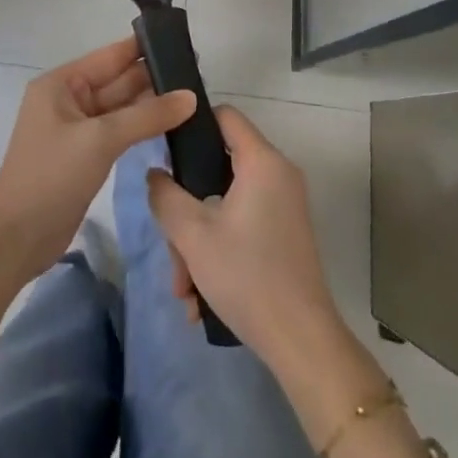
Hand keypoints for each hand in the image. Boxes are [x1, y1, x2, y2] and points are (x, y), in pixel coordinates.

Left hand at [0, 38, 194, 316]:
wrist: (16, 237)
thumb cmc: (52, 175)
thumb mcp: (101, 139)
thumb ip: (147, 116)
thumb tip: (191, 97)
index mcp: (61, 84)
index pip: (110, 56)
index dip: (143, 48)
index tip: (182, 42)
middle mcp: (69, 100)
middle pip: (117, 81)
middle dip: (153, 78)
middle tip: (199, 74)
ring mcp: (77, 129)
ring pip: (121, 109)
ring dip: (152, 105)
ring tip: (195, 97)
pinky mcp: (86, 156)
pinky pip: (119, 132)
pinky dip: (142, 128)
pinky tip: (172, 126)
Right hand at [146, 105, 343, 369]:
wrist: (301, 342)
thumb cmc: (246, 275)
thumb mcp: (191, 234)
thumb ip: (165, 195)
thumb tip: (155, 174)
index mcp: (262, 162)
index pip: (224, 116)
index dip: (192, 125)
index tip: (164, 150)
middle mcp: (278, 175)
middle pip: (218, 168)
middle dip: (187, 208)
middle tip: (170, 244)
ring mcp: (283, 206)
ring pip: (225, 204)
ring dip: (197, 241)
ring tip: (184, 289)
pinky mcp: (283, 234)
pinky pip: (241, 226)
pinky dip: (218, 252)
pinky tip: (201, 298)